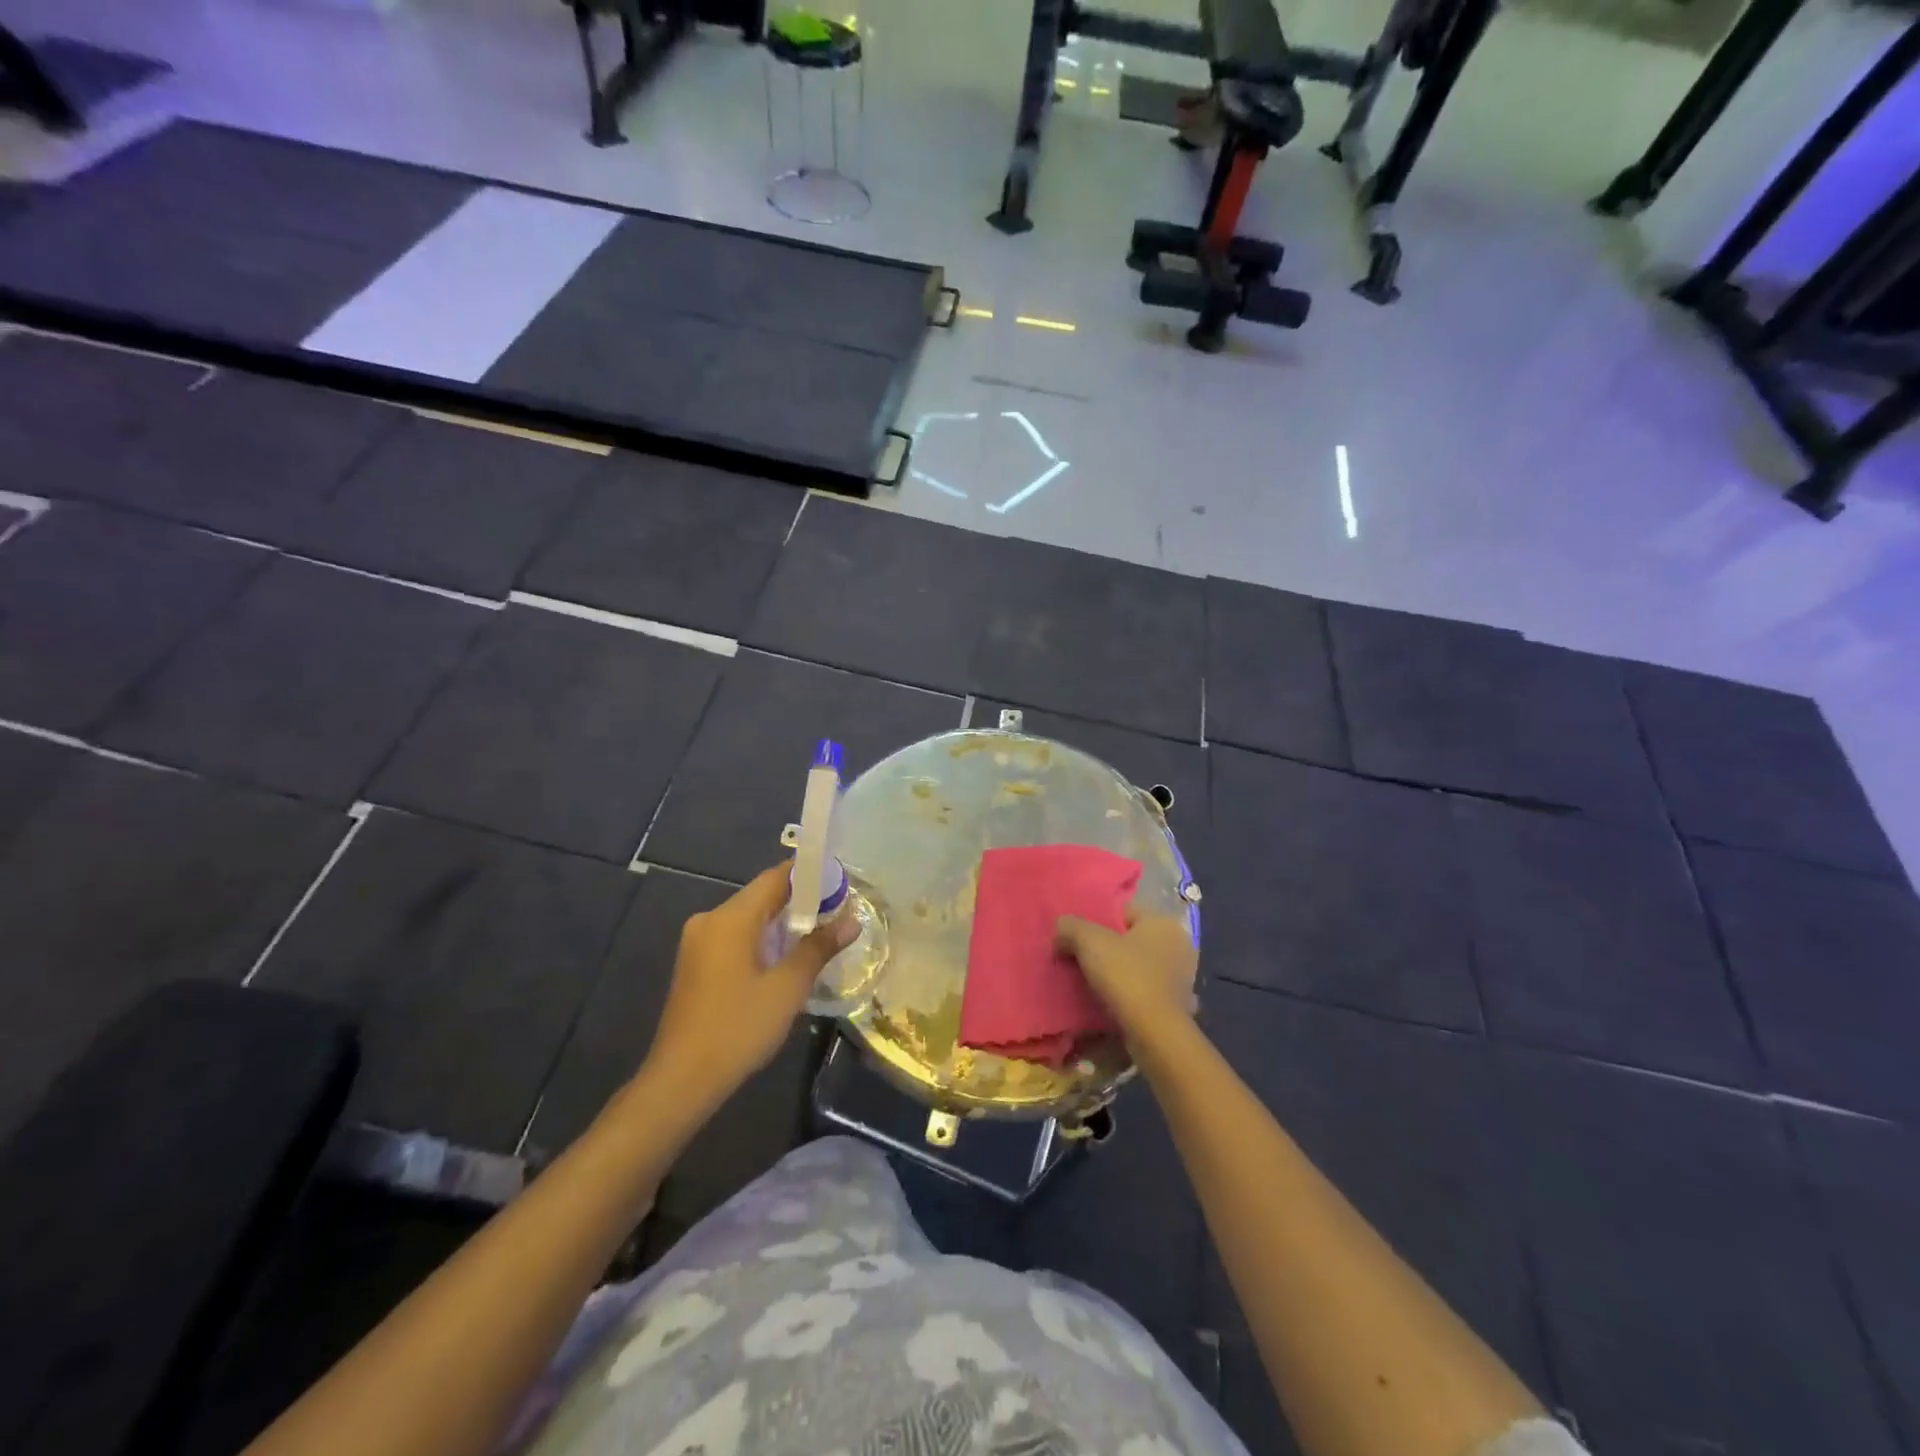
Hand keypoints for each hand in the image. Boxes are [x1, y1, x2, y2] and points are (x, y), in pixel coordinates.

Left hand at [642, 864, 856, 1106]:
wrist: (682, 1080)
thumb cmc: (738, 1028)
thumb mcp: (787, 988)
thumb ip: (819, 947)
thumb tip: (851, 920)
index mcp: (730, 918)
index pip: (775, 878)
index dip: (810, 875)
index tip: (841, 882)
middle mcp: (710, 920)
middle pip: (762, 896)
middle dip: (800, 901)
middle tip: (838, 912)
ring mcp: (698, 943)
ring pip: (749, 919)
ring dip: (782, 923)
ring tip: (819, 936)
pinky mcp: (696, 964)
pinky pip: (736, 937)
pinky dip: (762, 940)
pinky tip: (785, 960)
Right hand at [1056, 904, 1198, 1048]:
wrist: (1154, 1034)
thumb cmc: (1126, 976)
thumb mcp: (1089, 942)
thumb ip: (1070, 927)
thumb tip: (1060, 929)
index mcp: (1163, 922)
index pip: (1123, 912)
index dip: (1096, 922)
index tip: (1076, 938)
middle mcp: (1179, 946)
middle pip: (1130, 940)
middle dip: (1106, 949)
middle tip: (1079, 960)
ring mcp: (1181, 978)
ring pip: (1137, 967)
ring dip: (1117, 974)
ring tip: (1089, 984)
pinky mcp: (1178, 1007)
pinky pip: (1144, 992)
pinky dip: (1128, 996)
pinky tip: (1109, 1003)